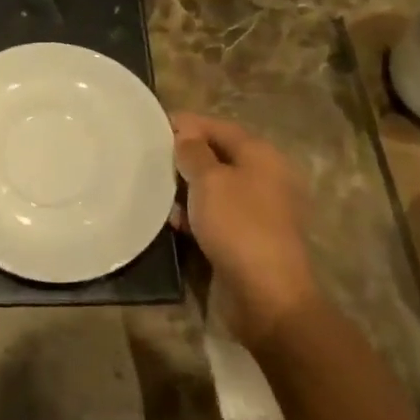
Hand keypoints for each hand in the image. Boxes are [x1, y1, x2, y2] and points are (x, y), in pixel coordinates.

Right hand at [171, 113, 320, 346]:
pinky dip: (197, 213)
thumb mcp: (209, 180)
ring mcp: (259, 209)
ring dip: (187, 187)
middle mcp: (265, 177)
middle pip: (219, 156)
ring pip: (216, 187)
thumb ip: (193, 152)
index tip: (154, 126)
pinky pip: (218, 214)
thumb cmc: (238, 226)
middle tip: (151, 159)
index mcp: (261, 155)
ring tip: (158, 191)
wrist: (267, 295)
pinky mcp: (249, 236)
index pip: (220, 127)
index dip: (188, 124)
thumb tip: (185, 135)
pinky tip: (175, 222)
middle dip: (186, 156)